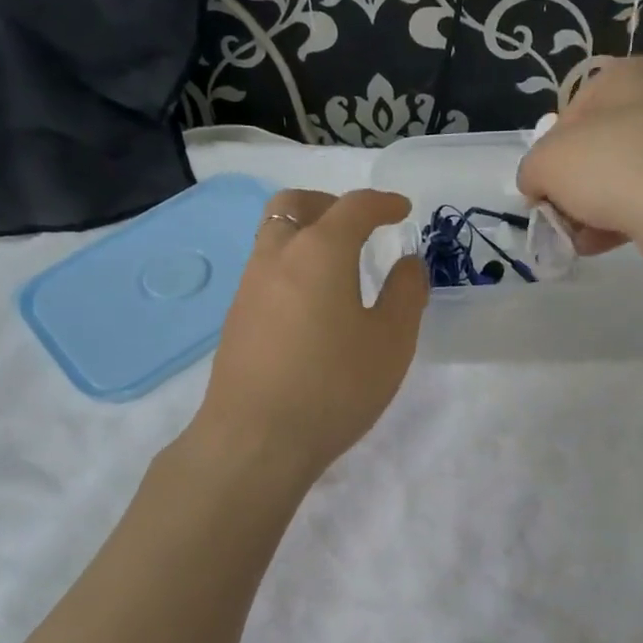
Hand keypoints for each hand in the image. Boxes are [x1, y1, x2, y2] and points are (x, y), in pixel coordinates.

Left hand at [193, 188, 426, 485]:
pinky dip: (292, 266)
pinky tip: (312, 307)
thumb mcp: (391, 342)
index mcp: (319, 252)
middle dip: (329, 204)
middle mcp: (277, 256)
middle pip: (295, 204)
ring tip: (338, 269)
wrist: (255, 439)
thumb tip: (407, 263)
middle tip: (358, 227)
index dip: (382, 203)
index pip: (354, 207)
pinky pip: (266, 270)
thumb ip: (406, 293)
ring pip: (274, 236)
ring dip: (306, 235)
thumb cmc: (334, 386)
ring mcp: (249, 287)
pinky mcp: (236, 318)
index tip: (402, 211)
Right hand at [517, 56, 642, 253]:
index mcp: (624, 76)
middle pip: (598, 147)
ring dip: (596, 208)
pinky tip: (602, 244)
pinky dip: (623, 218)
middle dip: (575, 186)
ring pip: (623, 176)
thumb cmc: (605, 164)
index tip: (544, 186)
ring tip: (578, 239)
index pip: (571, 114)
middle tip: (561, 215)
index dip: (550, 154)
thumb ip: (531, 172)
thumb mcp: (542, 163)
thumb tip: (538, 187)